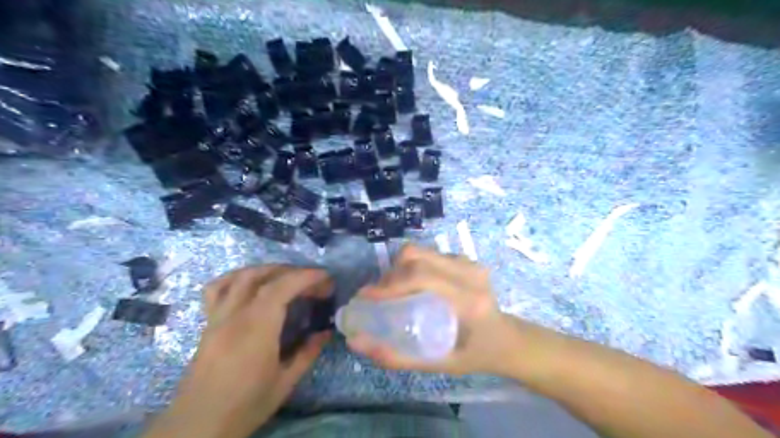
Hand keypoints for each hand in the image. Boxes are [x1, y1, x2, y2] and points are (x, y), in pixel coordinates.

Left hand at [142, 265, 330, 436]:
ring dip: (267, 269)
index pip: (281, 288)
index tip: (326, 278)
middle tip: (313, 282)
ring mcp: (218, 317)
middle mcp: (235, 316)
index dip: (306, 277)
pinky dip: (236, 278)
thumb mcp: (284, 383)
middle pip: (263, 277)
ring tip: (287, 276)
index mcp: (257, 329)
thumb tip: (325, 333)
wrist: (197, 426)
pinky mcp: (208, 324)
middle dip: (293, 272)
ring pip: (240, 277)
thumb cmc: (245, 406)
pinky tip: (249, 283)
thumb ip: (307, 353)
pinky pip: (217, 289)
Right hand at [346, 245, 516, 375]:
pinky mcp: (467, 259)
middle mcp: (471, 274)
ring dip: (400, 268)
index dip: (389, 284)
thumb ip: (398, 357)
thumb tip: (356, 343)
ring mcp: (470, 263)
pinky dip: (414, 266)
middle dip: (391, 274)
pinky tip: (412, 285)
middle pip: (418, 256)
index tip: (366, 297)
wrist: (508, 339)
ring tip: (393, 290)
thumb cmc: (476, 355)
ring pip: (422, 251)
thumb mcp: (439, 365)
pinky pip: (431, 254)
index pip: (423, 278)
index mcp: (469, 301)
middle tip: (379, 295)